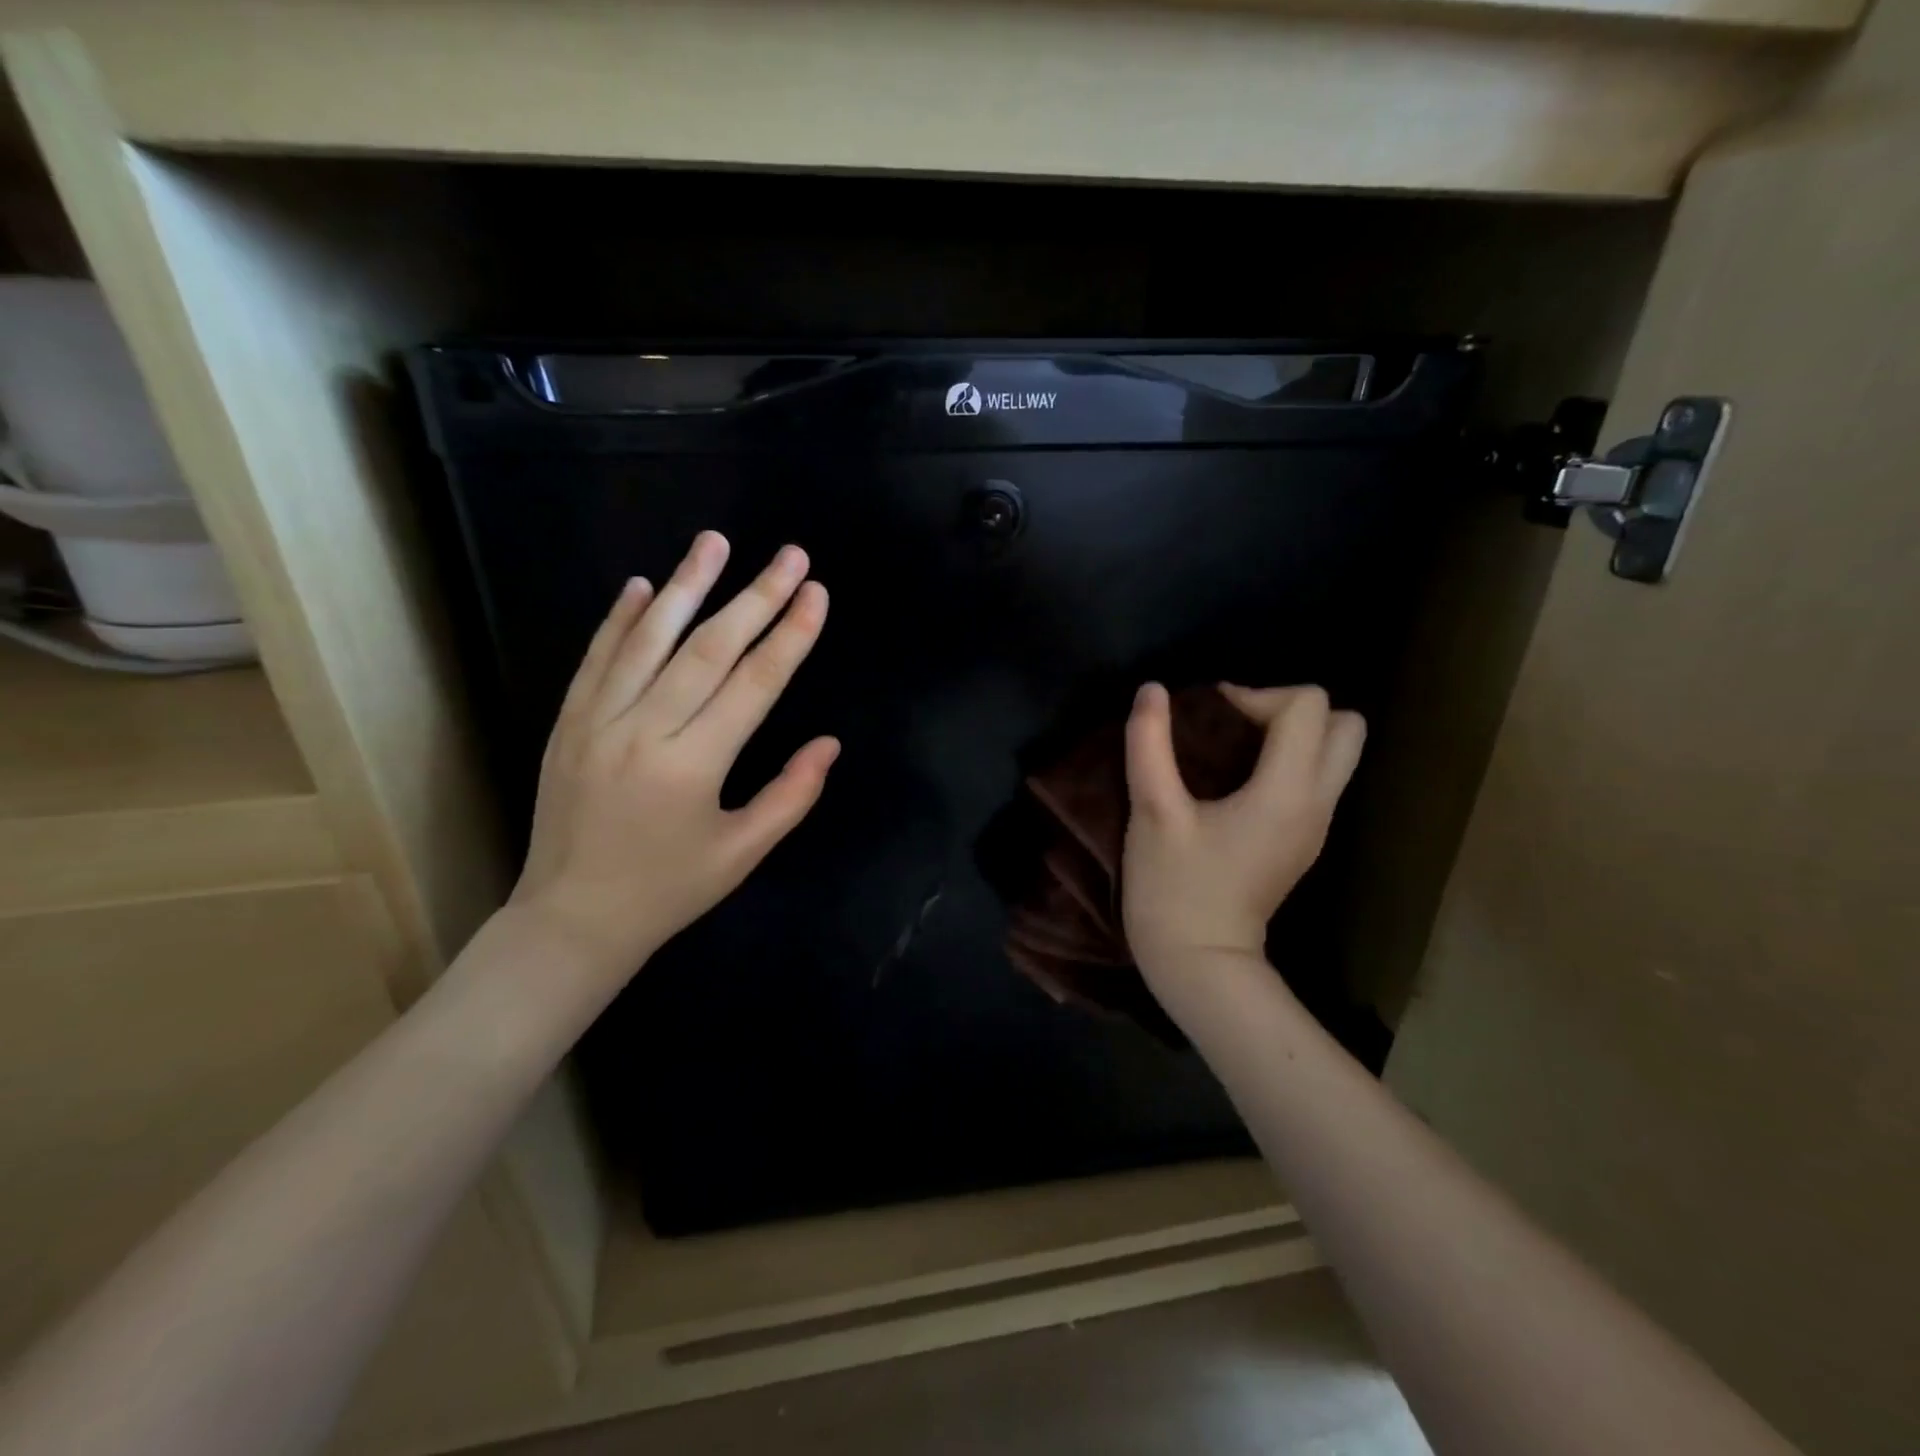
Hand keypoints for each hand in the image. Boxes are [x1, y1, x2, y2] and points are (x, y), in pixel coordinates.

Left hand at [509, 531, 838, 976]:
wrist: (572, 919)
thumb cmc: (669, 889)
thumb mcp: (742, 852)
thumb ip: (791, 795)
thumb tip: (829, 743)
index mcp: (694, 766)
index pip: (754, 684)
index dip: (791, 635)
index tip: (816, 593)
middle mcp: (645, 731)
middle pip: (709, 649)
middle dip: (756, 597)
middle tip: (789, 555)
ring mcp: (598, 721)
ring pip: (649, 640)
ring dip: (687, 586)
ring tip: (715, 542)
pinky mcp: (568, 723)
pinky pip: (597, 659)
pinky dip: (621, 619)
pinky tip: (645, 585)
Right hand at [1121, 683, 1364, 984]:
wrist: (1199, 962)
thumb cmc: (1174, 887)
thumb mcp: (1153, 812)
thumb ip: (1149, 744)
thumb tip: (1152, 689)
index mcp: (1287, 791)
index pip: (1307, 705)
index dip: (1256, 695)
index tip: (1209, 717)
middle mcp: (1317, 803)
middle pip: (1345, 724)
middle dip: (1292, 710)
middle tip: (1237, 726)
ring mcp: (1316, 825)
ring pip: (1336, 753)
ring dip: (1292, 736)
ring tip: (1233, 750)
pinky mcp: (1303, 841)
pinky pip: (1316, 779)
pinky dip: (1288, 762)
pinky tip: (1236, 781)